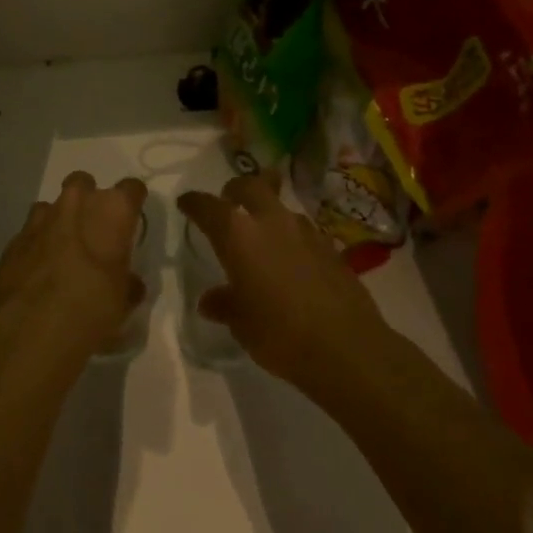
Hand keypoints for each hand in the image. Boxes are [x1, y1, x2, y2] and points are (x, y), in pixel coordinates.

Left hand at [0, 172, 147, 356]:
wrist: (33, 327)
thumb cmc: (92, 307)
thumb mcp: (122, 302)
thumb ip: (128, 285)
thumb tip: (131, 284)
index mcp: (112, 211)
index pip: (132, 189)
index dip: (133, 201)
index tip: (131, 218)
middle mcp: (76, 204)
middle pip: (83, 182)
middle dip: (88, 198)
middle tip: (92, 228)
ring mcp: (41, 219)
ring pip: (51, 205)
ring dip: (58, 220)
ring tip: (62, 249)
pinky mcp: (15, 239)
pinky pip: (30, 232)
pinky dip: (36, 244)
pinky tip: (38, 270)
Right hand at [177, 170, 387, 391]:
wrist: (346, 347)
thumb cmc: (280, 334)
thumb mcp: (242, 324)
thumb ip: (224, 304)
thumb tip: (210, 300)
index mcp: (239, 235)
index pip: (208, 207)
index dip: (194, 203)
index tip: (186, 203)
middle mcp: (271, 222)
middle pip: (251, 186)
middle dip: (236, 189)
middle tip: (229, 201)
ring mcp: (305, 231)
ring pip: (281, 208)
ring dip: (268, 213)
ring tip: (263, 236)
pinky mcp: (330, 247)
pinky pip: (303, 231)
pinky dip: (292, 237)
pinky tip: (292, 261)